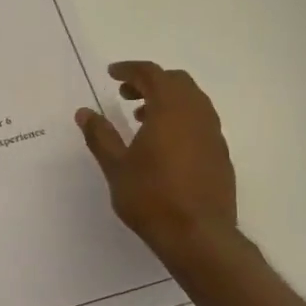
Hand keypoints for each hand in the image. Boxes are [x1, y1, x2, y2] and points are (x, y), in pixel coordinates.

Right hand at [76, 61, 238, 263]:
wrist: (198, 236)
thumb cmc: (151, 197)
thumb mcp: (116, 166)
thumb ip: (100, 135)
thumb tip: (84, 112)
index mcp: (170, 110)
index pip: (151, 74)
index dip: (130, 69)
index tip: (112, 74)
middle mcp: (197, 115)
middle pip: (177, 82)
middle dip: (150, 81)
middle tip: (126, 95)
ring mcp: (213, 134)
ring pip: (192, 101)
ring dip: (167, 100)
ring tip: (141, 119)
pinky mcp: (221, 154)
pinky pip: (201, 122)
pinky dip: (181, 119)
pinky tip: (164, 144)